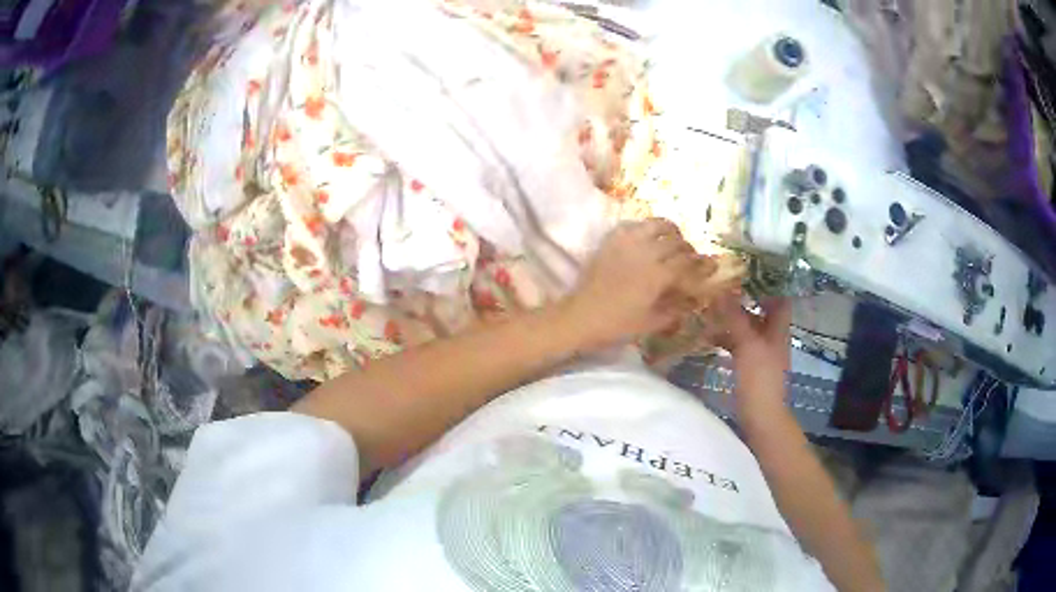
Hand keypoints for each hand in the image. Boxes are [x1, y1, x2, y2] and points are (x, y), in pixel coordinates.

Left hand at [562, 219, 716, 348]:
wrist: (581, 316)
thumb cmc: (617, 325)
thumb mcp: (652, 322)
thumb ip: (677, 309)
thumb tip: (694, 299)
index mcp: (658, 275)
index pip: (688, 263)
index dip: (703, 265)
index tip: (712, 266)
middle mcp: (646, 252)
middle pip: (676, 242)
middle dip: (688, 249)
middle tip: (691, 258)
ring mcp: (627, 243)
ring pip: (657, 225)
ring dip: (671, 231)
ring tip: (674, 240)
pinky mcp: (611, 240)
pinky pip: (634, 224)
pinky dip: (646, 228)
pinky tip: (648, 238)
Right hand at [718, 296, 791, 415]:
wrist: (762, 416)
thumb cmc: (760, 378)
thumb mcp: (747, 345)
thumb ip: (735, 318)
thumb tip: (721, 291)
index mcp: (778, 330)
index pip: (779, 299)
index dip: (768, 285)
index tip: (748, 273)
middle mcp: (772, 338)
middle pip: (761, 313)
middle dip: (744, 301)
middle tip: (721, 289)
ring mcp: (761, 353)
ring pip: (748, 329)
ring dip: (732, 320)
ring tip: (710, 311)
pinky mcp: (750, 367)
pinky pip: (739, 346)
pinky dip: (727, 339)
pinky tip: (709, 338)